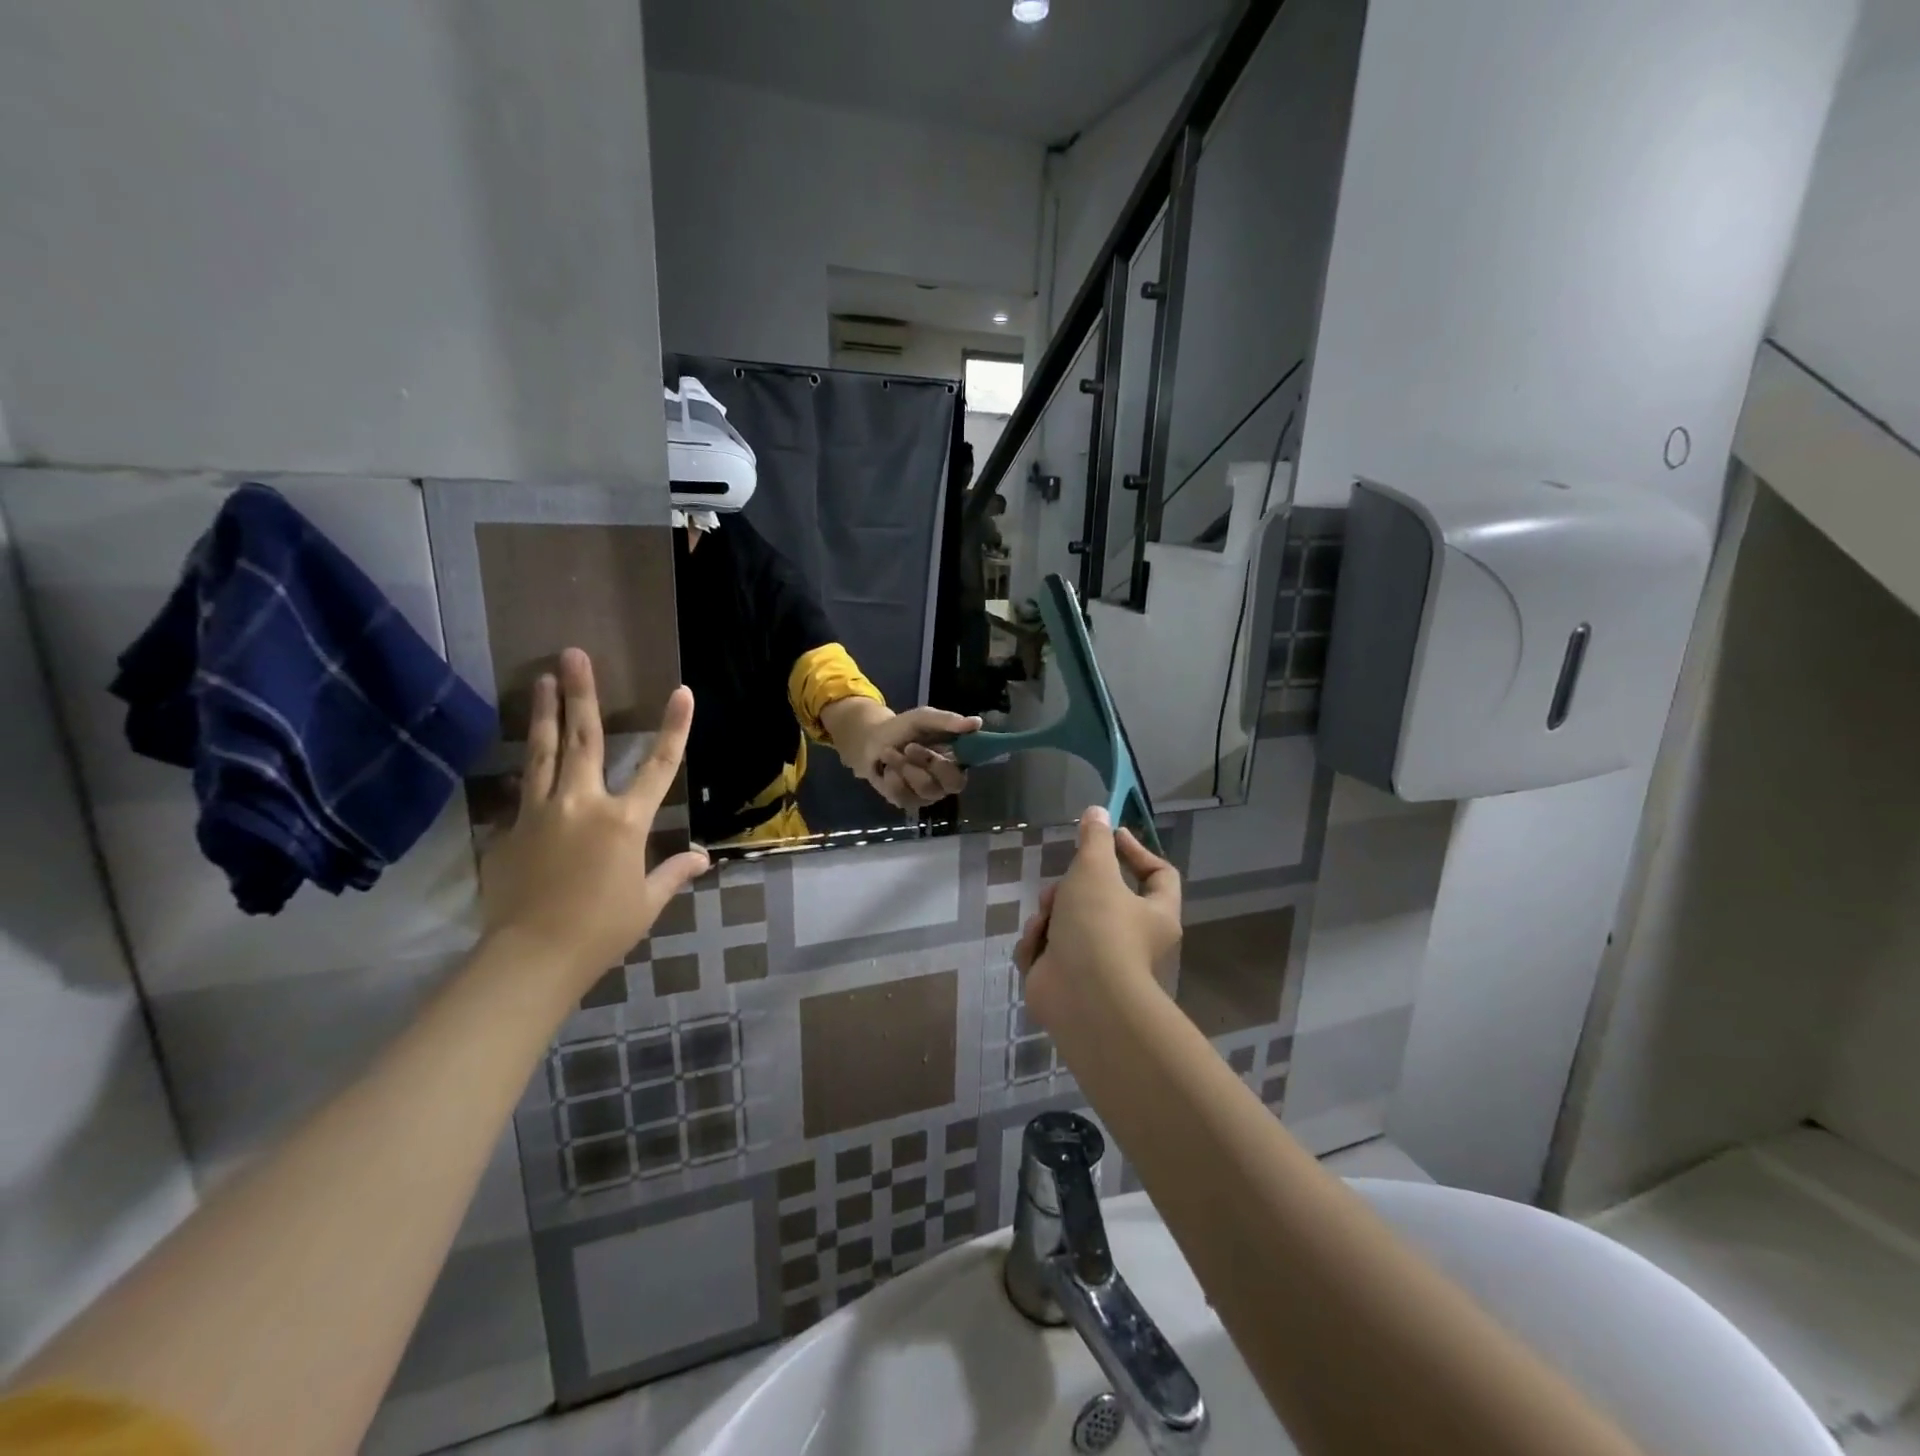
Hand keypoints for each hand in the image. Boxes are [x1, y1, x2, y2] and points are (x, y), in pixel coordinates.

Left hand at [479, 648, 709, 991]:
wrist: (531, 957)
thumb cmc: (602, 930)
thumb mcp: (647, 902)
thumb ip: (674, 873)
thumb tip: (704, 859)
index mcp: (624, 822)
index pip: (659, 766)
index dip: (674, 727)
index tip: (682, 692)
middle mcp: (582, 804)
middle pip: (584, 739)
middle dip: (580, 694)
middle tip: (571, 654)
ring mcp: (541, 813)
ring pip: (543, 753)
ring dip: (544, 714)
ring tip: (539, 679)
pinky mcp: (510, 830)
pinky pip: (524, 793)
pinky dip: (529, 772)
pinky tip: (526, 758)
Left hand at [825, 699, 981, 809]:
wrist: (870, 742)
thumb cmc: (903, 729)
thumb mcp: (924, 719)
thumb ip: (948, 721)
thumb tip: (977, 722)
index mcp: (956, 760)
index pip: (969, 770)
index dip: (957, 764)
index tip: (940, 751)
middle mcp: (946, 781)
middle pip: (952, 785)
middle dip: (929, 764)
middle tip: (909, 747)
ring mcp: (927, 794)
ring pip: (926, 789)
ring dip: (905, 767)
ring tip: (889, 752)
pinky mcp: (907, 802)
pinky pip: (904, 797)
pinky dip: (892, 778)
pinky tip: (886, 768)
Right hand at [1015, 806, 1181, 1030]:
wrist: (1082, 999)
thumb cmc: (1099, 927)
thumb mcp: (1095, 870)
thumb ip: (1094, 839)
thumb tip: (1099, 811)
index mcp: (1154, 914)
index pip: (1159, 874)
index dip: (1135, 850)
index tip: (1109, 835)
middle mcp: (1132, 940)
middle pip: (1099, 898)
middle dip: (1070, 889)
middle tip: (1059, 890)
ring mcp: (1098, 964)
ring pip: (1066, 922)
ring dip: (1049, 918)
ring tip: (1044, 924)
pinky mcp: (1068, 981)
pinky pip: (1049, 950)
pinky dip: (1039, 947)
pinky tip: (1037, 951)